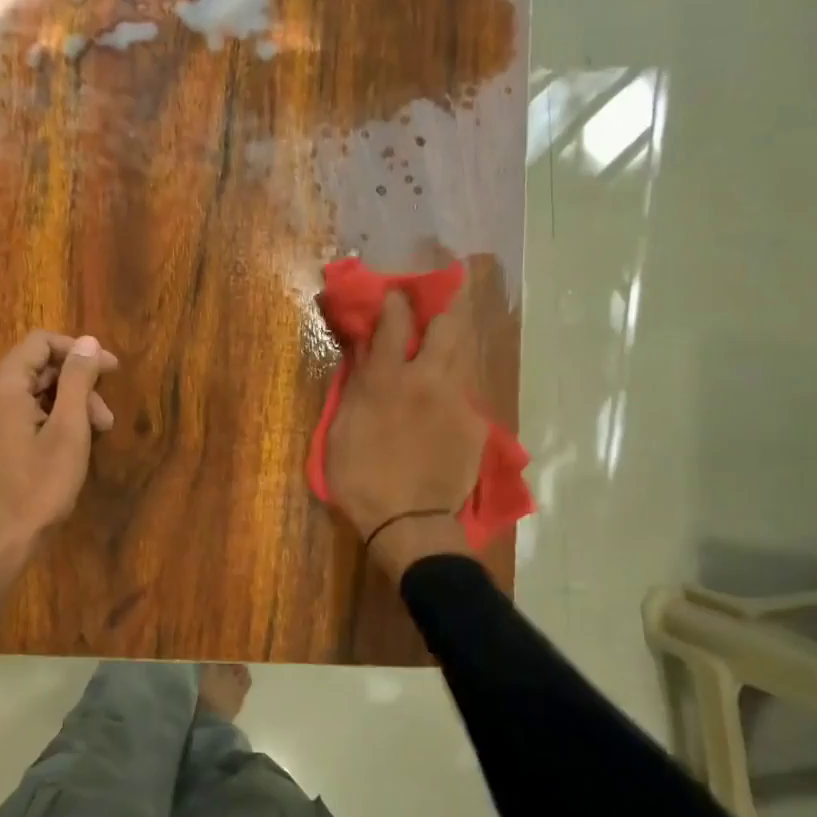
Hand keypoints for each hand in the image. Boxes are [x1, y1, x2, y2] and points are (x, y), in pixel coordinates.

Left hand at [0, 331, 117, 632]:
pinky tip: (68, 445)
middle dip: (77, 386)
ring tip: (95, 435)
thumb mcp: (69, 430)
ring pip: (29, 393)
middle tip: (106, 419)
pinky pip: (17, 413)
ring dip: (66, 406)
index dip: (79, 351)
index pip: (40, 343)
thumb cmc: (38, 487)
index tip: (112, 371)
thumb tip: (89, 342)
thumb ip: (78, 380)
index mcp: (1, 386)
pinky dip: (46, 419)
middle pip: (36, 369)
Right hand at [324, 291, 485, 581]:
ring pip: (463, 355)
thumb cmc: (361, 479)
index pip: (397, 320)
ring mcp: (457, 401)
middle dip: (444, 307)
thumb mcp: (342, 430)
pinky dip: (453, 389)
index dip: (396, 300)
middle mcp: (428, 380)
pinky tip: (444, 405)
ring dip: (452, 344)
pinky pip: (465, 393)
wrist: (409, 523)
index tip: (394, 293)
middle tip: (435, 305)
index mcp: (389, 380)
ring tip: (440, 349)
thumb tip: (365, 350)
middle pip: (448, 325)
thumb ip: (356, 385)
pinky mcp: (475, 424)